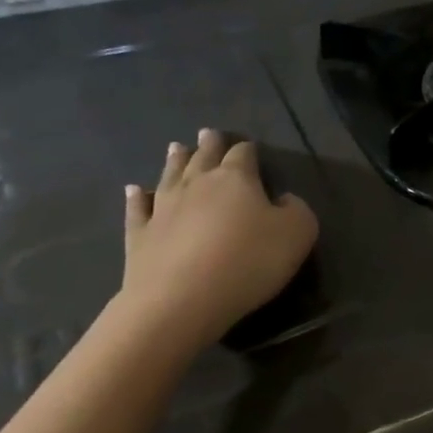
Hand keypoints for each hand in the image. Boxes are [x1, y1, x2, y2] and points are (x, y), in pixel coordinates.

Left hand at [119, 130, 317, 345]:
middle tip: (208, 133)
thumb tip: (284, 200)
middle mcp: (196, 184)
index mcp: (236, 179)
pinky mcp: (140, 235)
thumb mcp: (297, 234)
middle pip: (203, 157)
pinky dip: (136, 197)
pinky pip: (138, 209)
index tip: (250, 148)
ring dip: (175, 161)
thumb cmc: (248, 261)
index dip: (248, 150)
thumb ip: (297, 210)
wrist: (182, 299)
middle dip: (209, 145)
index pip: (243, 154)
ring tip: (176, 147)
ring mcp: (163, 208)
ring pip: (170, 175)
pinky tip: (134, 190)